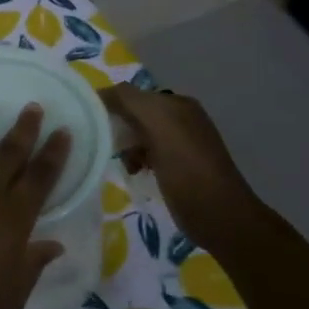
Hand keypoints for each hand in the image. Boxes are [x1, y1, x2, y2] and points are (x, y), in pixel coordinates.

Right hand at [101, 86, 261, 244]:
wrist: (218, 215)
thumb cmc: (187, 168)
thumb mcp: (158, 124)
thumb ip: (129, 100)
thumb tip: (100, 92)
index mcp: (178, 104)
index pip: (133, 94)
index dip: (111, 104)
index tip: (90, 123)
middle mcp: (181, 119)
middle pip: (135, 115)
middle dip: (118, 128)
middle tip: (105, 145)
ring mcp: (181, 144)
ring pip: (139, 136)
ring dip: (126, 146)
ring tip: (122, 162)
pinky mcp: (177, 167)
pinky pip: (147, 154)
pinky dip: (136, 160)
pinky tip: (134, 171)